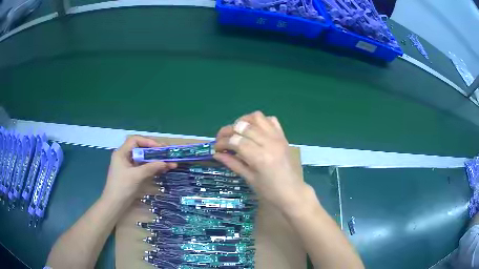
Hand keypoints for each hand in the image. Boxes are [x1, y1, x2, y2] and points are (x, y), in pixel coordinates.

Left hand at [102, 135, 176, 203]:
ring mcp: (129, 166)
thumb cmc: (122, 187)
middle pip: (141, 149)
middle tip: (168, 154)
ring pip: (144, 159)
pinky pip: (144, 167)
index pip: (135, 140)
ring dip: (156, 160)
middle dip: (155, 151)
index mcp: (122, 153)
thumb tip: (166, 162)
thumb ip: (151, 167)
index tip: (160, 148)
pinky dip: (153, 167)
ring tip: (170, 163)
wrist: (114, 204)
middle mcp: (125, 157)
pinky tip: (163, 169)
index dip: (148, 142)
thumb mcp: (136, 176)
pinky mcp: (132, 174)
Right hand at [214, 111, 309, 211]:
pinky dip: (259, 121)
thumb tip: (216, 154)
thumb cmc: (270, 192)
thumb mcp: (249, 179)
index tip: (216, 148)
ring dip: (243, 121)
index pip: (235, 141)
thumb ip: (233, 163)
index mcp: (260, 157)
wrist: (293, 193)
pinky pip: (270, 120)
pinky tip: (254, 131)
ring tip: (237, 132)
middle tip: (222, 140)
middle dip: (228, 130)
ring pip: (256, 117)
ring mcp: (277, 137)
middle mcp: (269, 143)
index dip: (222, 142)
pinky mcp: (283, 136)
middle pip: (243, 126)